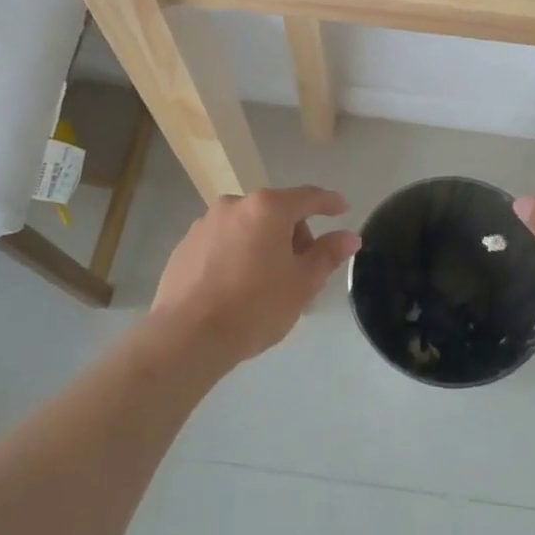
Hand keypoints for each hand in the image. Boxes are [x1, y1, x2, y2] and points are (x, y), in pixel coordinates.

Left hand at [149, 186, 359, 367]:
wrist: (187, 336)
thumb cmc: (255, 306)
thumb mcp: (302, 284)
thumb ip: (328, 254)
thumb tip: (350, 236)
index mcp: (268, 208)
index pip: (308, 197)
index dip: (329, 203)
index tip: (342, 209)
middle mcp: (235, 204)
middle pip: (276, 211)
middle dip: (293, 233)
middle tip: (301, 269)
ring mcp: (205, 223)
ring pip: (247, 226)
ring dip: (264, 243)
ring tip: (267, 282)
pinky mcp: (185, 245)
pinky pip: (223, 241)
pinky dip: (237, 253)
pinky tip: (236, 286)